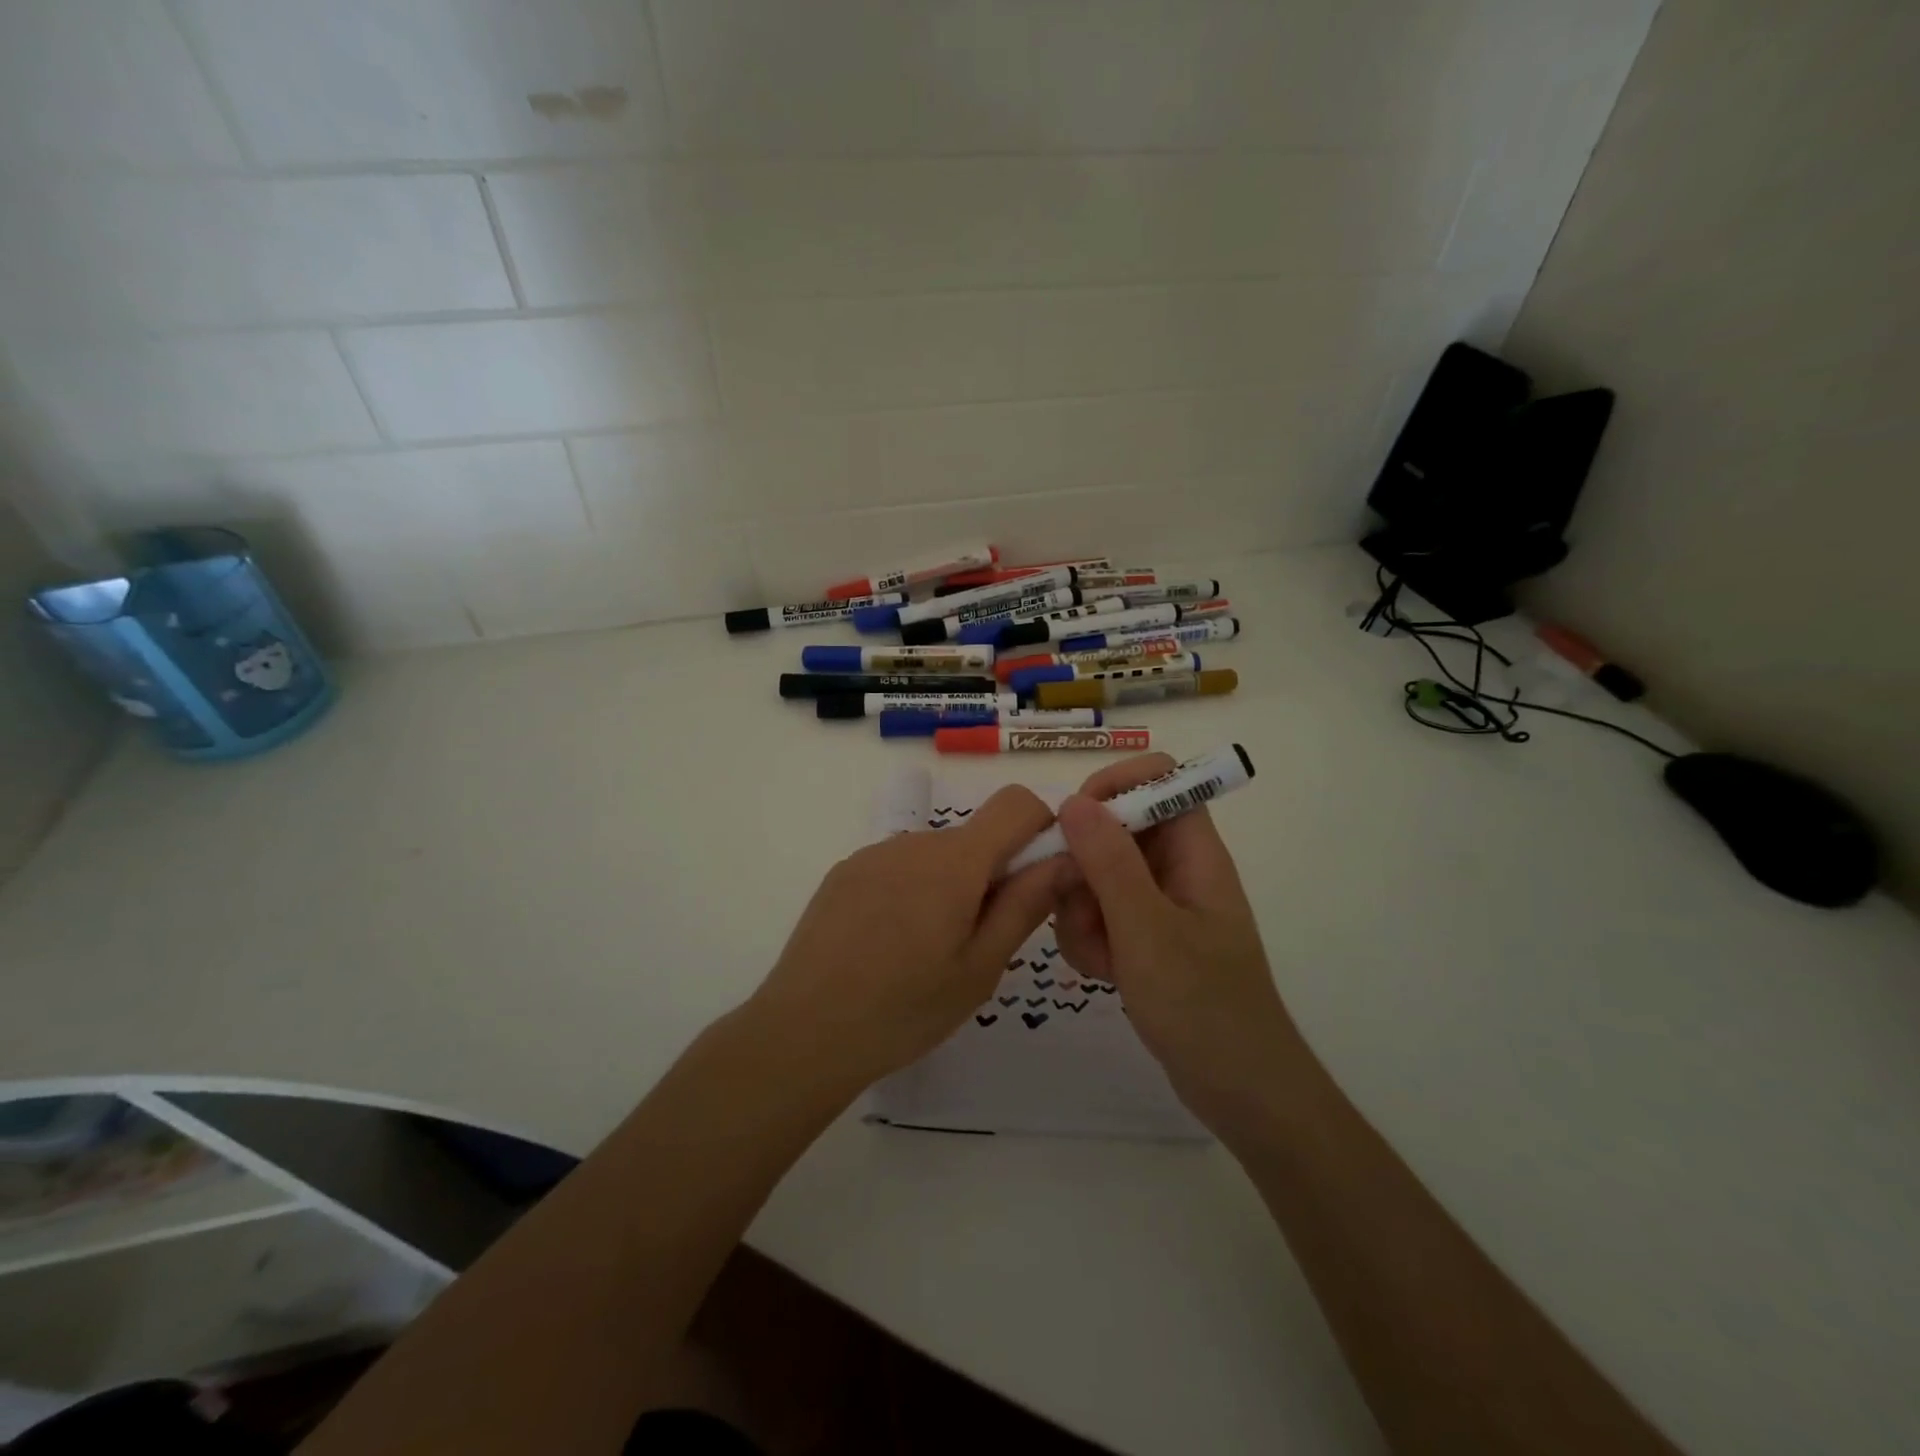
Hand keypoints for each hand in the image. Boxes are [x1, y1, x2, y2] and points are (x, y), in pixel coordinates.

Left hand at [749, 786, 1064, 1090]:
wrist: (803, 1031)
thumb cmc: (905, 1008)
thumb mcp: (980, 968)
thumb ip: (1025, 905)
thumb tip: (1066, 858)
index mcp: (956, 861)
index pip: (1017, 803)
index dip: (1040, 829)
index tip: (1036, 880)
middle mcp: (915, 841)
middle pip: (974, 838)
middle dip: (991, 875)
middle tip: (977, 943)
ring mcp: (873, 854)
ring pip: (935, 857)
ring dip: (949, 888)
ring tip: (926, 953)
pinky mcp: (844, 872)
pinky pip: (898, 868)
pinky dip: (910, 893)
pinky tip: (887, 947)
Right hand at [1051, 754, 1300, 1129]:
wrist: (1241, 1092)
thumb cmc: (1203, 1006)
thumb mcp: (1147, 930)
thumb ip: (1109, 862)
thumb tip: (1073, 801)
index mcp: (1194, 852)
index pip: (1160, 778)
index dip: (1116, 784)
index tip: (1077, 819)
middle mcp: (1176, 868)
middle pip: (1114, 829)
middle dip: (1083, 868)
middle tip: (1080, 909)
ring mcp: (1158, 905)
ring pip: (1096, 875)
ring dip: (1082, 913)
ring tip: (1100, 958)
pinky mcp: (1143, 937)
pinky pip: (1099, 914)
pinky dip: (1090, 939)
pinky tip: (1103, 975)